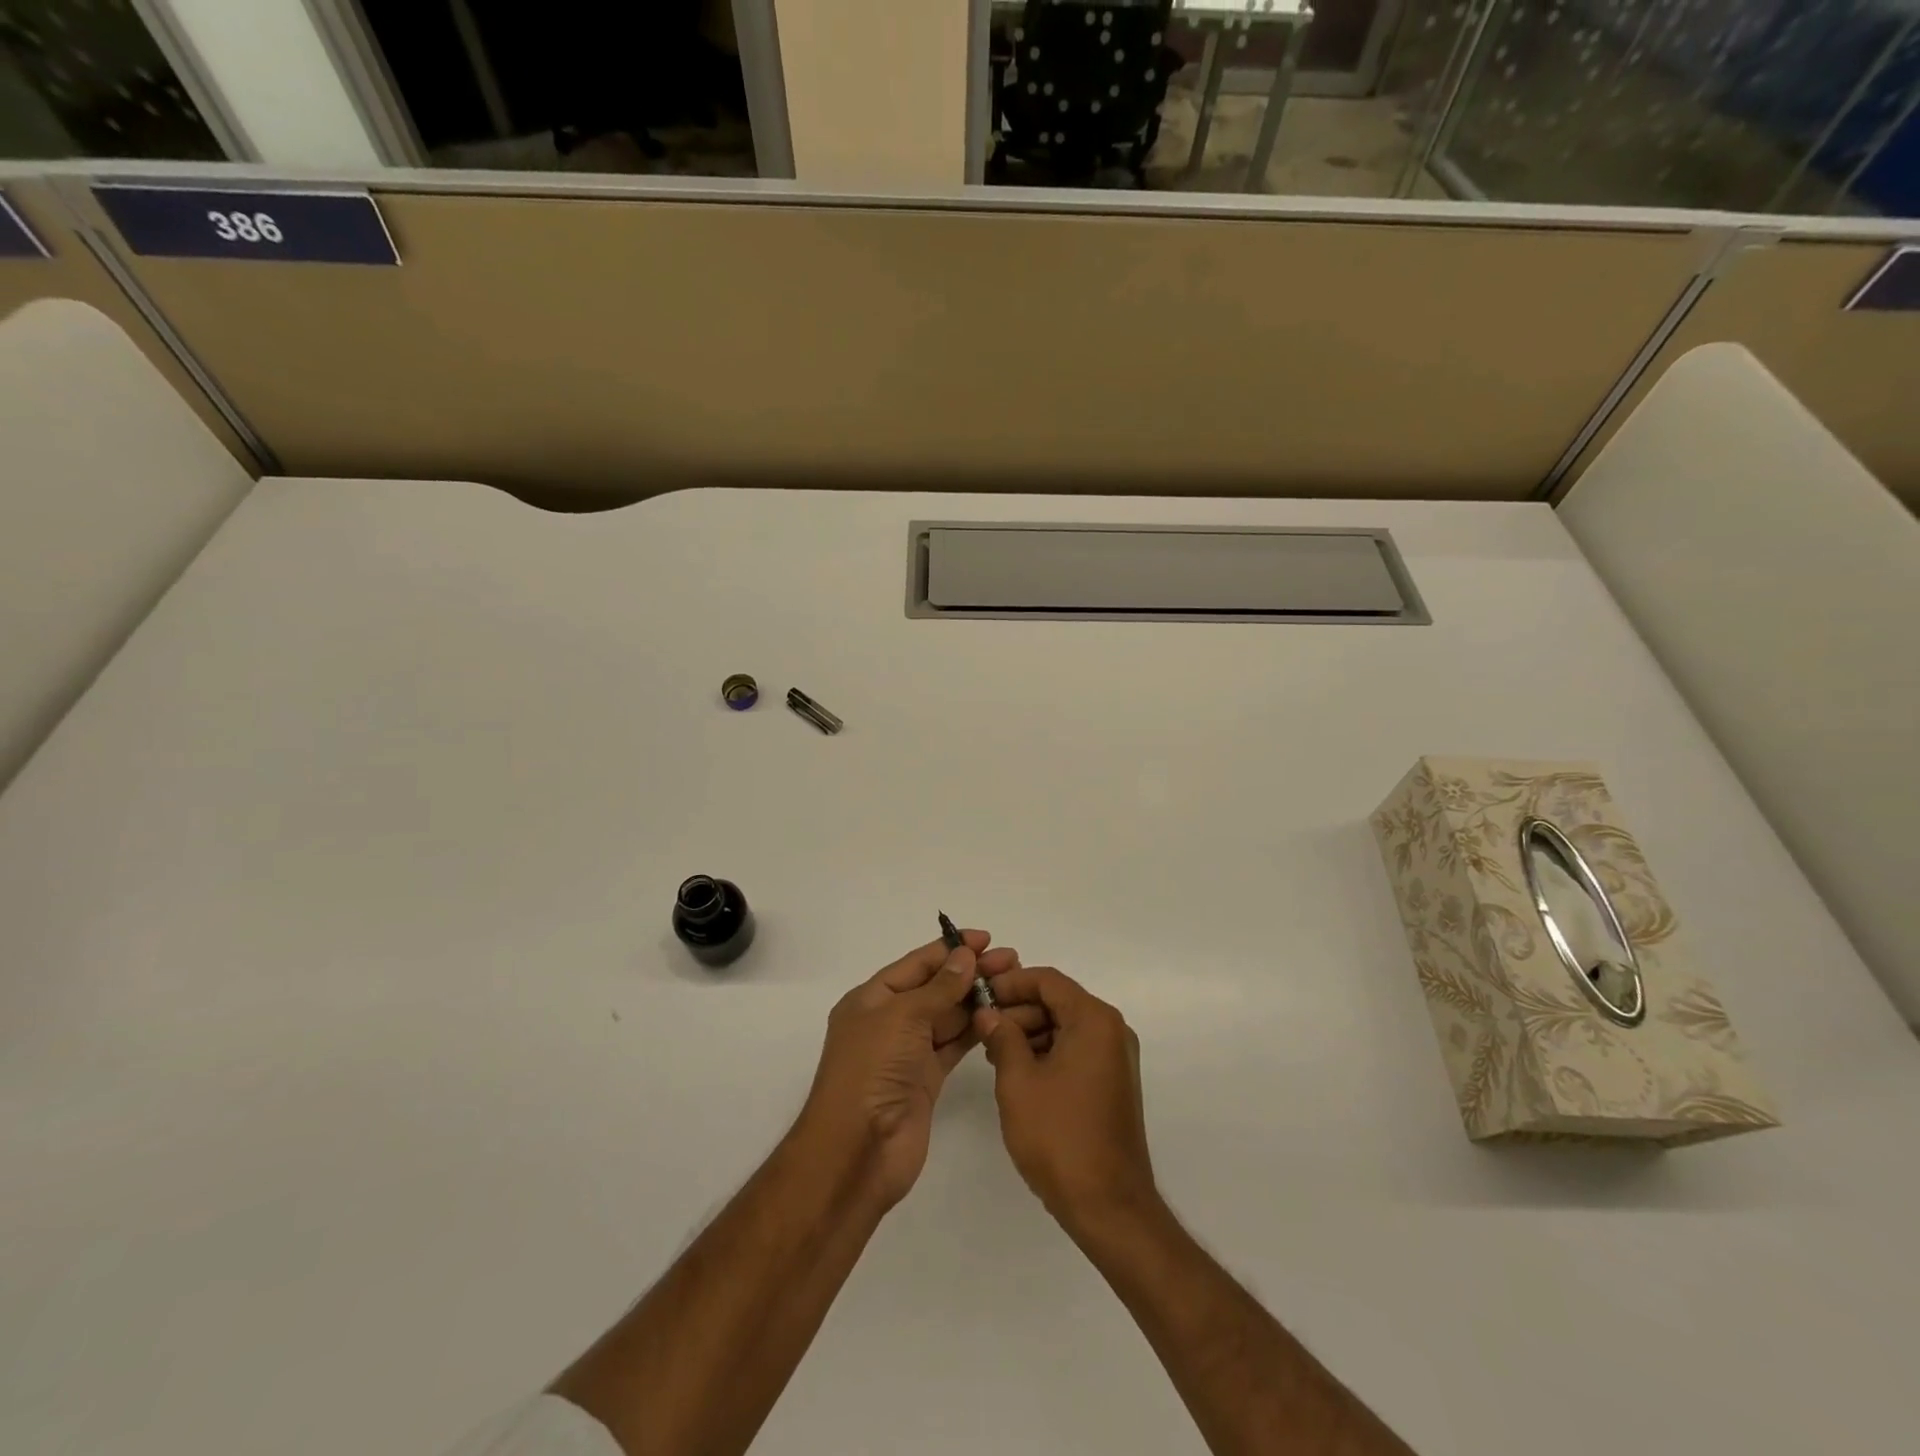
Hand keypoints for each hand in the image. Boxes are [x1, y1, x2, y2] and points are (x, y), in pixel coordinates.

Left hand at [796, 932, 1037, 1208]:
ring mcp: (908, 1052)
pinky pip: (953, 1044)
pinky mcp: (926, 1079)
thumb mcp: (902, 1017)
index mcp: (871, 999)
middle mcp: (889, 1021)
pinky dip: (975, 1030)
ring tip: (1013, 983)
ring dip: (977, 999)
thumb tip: (965, 956)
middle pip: (935, 988)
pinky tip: (1000, 1016)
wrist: (858, 1151)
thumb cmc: (871, 1070)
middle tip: (1011, 960)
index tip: (985, 938)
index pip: (916, 964)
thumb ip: (939, 987)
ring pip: (948, 1015)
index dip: (949, 949)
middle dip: (970, 972)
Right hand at [974, 966, 1158, 1238]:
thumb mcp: (1018, 1081)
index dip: (1010, 983)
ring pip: (1065, 1027)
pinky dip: (1047, 1053)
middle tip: (981, 1028)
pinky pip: (1075, 1051)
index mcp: (1094, 1020)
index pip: (1048, 980)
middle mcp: (1112, 1031)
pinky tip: (1018, 1074)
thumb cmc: (1060, 1137)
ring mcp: (1115, 1059)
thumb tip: (988, 1013)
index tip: (979, 996)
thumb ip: (1002, 1037)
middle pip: (1058, 1002)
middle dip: (1018, 1011)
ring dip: (1029, 1033)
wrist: (1108, 1206)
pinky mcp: (1112, 1083)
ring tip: (994, 1054)